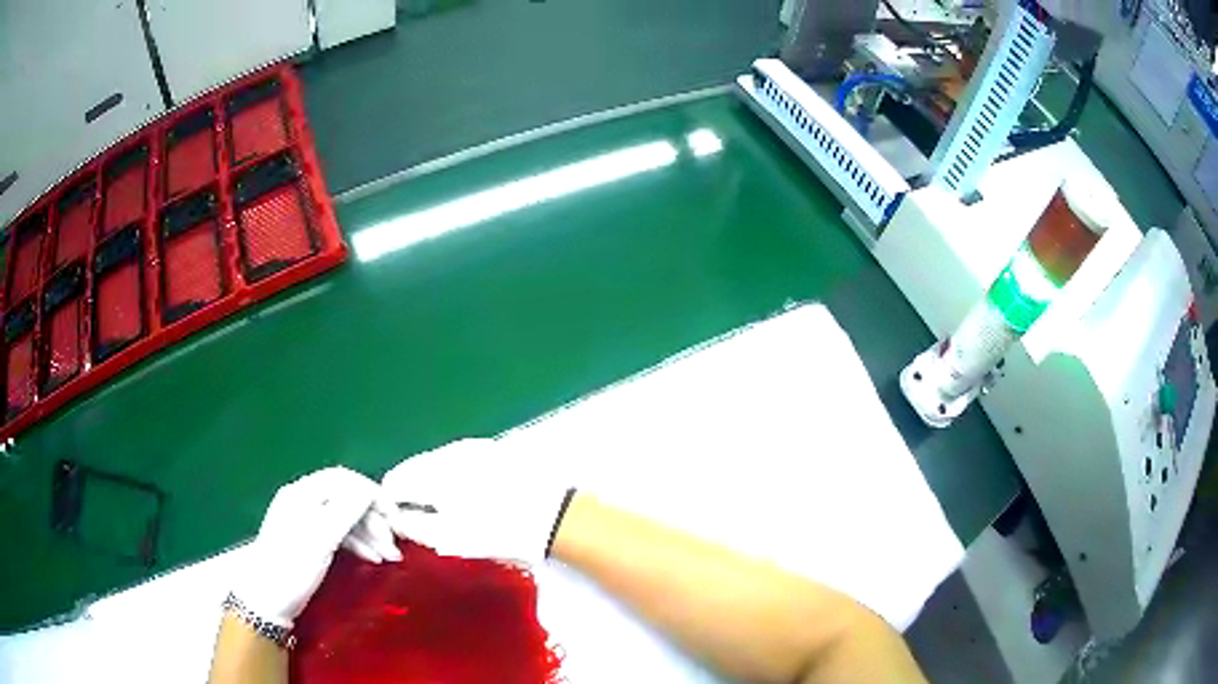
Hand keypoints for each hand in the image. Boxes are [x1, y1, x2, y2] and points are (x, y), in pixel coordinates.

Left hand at [233, 467, 403, 626]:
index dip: (372, 493)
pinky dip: (357, 542)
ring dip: (369, 533)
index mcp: (303, 492)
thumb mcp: (321, 538)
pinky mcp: (308, 539)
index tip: (394, 517)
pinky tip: (372, 557)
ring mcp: (305, 519)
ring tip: (389, 557)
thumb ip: (346, 510)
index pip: (344, 479)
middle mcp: (303, 499)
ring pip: (344, 517)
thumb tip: (369, 490)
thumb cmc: (293, 565)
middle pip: (346, 498)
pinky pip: (338, 532)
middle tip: (394, 545)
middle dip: (373, 519)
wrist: (266, 597)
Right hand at [380, 439, 572, 566]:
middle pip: (413, 468)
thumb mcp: (452, 538)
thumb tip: (396, 519)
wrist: (557, 516)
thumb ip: (415, 526)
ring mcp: (472, 447)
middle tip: (421, 519)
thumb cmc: (500, 532)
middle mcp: (448, 453)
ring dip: (431, 482)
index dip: (391, 503)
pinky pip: (457, 459)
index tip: (399, 522)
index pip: (395, 482)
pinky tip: (467, 495)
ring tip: (446, 510)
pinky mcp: (491, 448)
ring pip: (435, 462)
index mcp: (434, 474)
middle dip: (410, 491)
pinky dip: (452, 475)